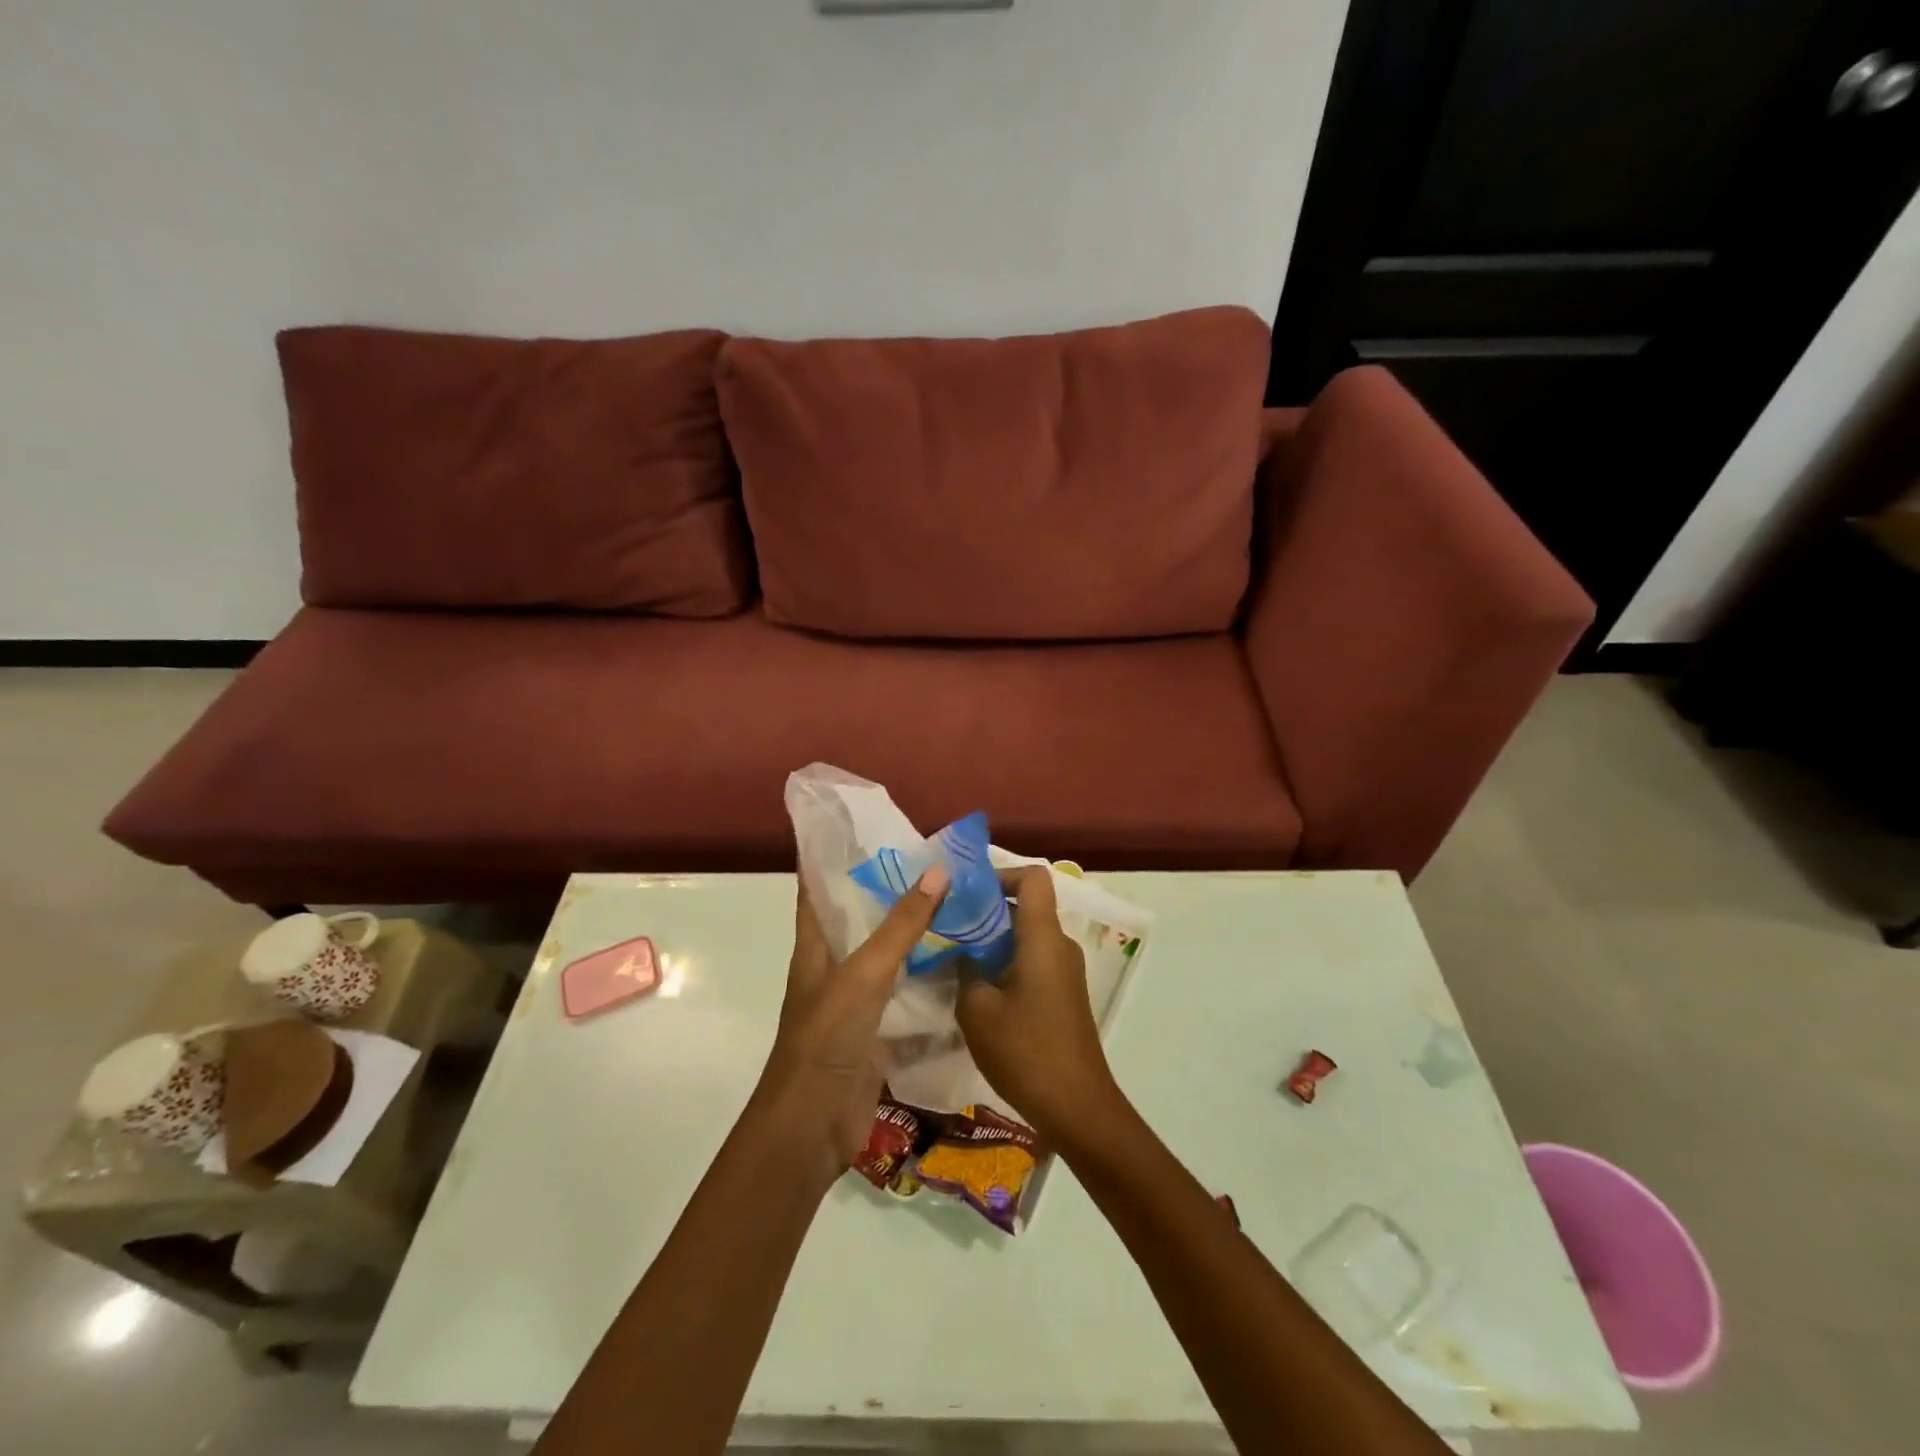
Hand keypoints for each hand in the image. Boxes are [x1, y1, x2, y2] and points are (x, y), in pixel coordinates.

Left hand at [755, 866, 949, 1186]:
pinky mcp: (879, 1034)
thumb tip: (938, 870)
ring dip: (918, 937)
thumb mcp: (864, 975)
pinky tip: (966, 967)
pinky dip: (932, 984)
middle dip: (893, 893)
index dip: (832, 857)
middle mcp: (834, 969)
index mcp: (816, 947)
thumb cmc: (826, 1040)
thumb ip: (901, 926)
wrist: (813, 1128)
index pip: (817, 889)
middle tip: (937, 863)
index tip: (867, 828)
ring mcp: (857, 1004)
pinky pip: (910, 999)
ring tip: (960, 906)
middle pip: (862, 920)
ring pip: (891, 959)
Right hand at [956, 866, 1125, 1148]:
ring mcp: (1065, 970)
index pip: (1033, 878)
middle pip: (1026, 906)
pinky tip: (977, 989)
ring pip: (1026, 936)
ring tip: (953, 957)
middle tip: (946, 925)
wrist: (1076, 1107)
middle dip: (985, 911)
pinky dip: (1005, 962)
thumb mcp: (977, 1009)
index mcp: (1043, 937)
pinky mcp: (1063, 994)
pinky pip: (1033, 960)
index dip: (1001, 874)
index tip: (966, 893)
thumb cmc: (1026, 1051)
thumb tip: (959, 951)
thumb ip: (964, 969)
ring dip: (992, 940)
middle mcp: (1059, 945)